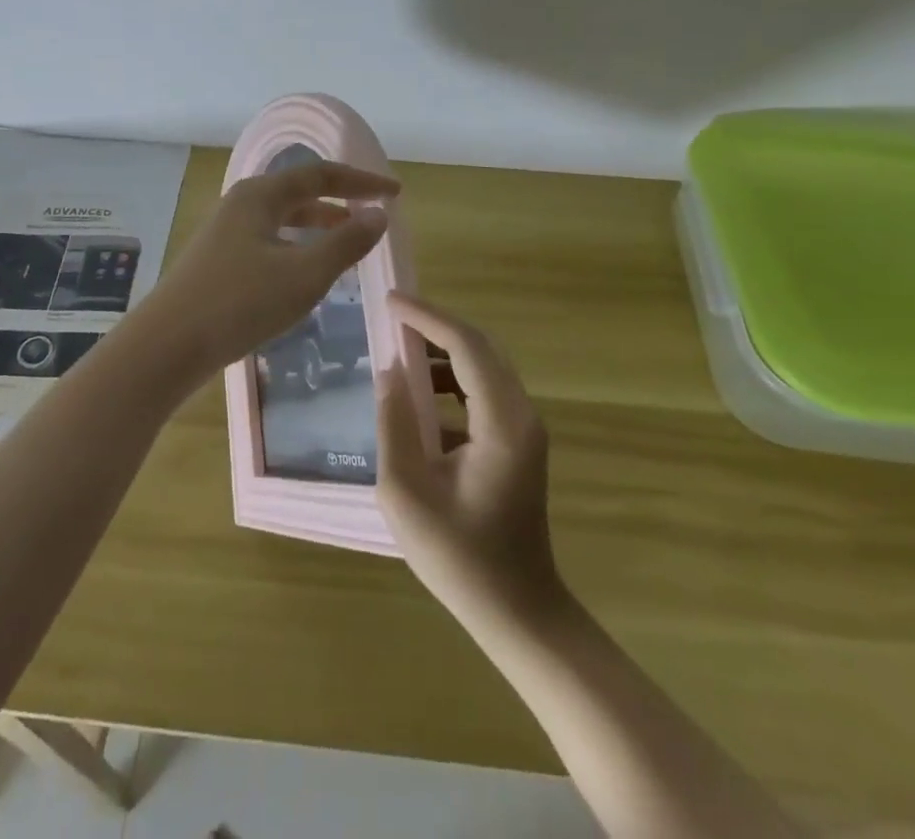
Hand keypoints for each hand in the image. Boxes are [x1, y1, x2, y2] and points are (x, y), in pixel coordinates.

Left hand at [140, 158, 397, 378]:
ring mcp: (226, 233)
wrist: (167, 345)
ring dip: (318, 225)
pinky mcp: (219, 260)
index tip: (394, 193)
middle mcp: (242, 204)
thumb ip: (345, 243)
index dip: (361, 182)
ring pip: (283, 218)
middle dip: (339, 201)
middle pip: (299, 192)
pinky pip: (270, 240)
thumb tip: (378, 215)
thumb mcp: (303, 274)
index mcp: (260, 195)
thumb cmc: (239, 303)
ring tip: (348, 242)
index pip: (320, 175)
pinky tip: (307, 272)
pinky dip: (297, 247)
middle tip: (373, 216)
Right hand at [377, 294, 562, 624]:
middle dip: (435, 327)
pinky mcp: (518, 442)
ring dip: (443, 352)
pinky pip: (484, 392)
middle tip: (391, 319)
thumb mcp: (407, 493)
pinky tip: (419, 397)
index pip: (466, 346)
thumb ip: (395, 424)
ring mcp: (525, 428)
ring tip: (398, 352)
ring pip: (484, 367)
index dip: (427, 317)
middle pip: (480, 348)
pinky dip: (452, 380)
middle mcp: (522, 415)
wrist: (519, 612)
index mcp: (502, 423)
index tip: (390, 301)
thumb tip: (389, 372)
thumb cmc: (460, 559)